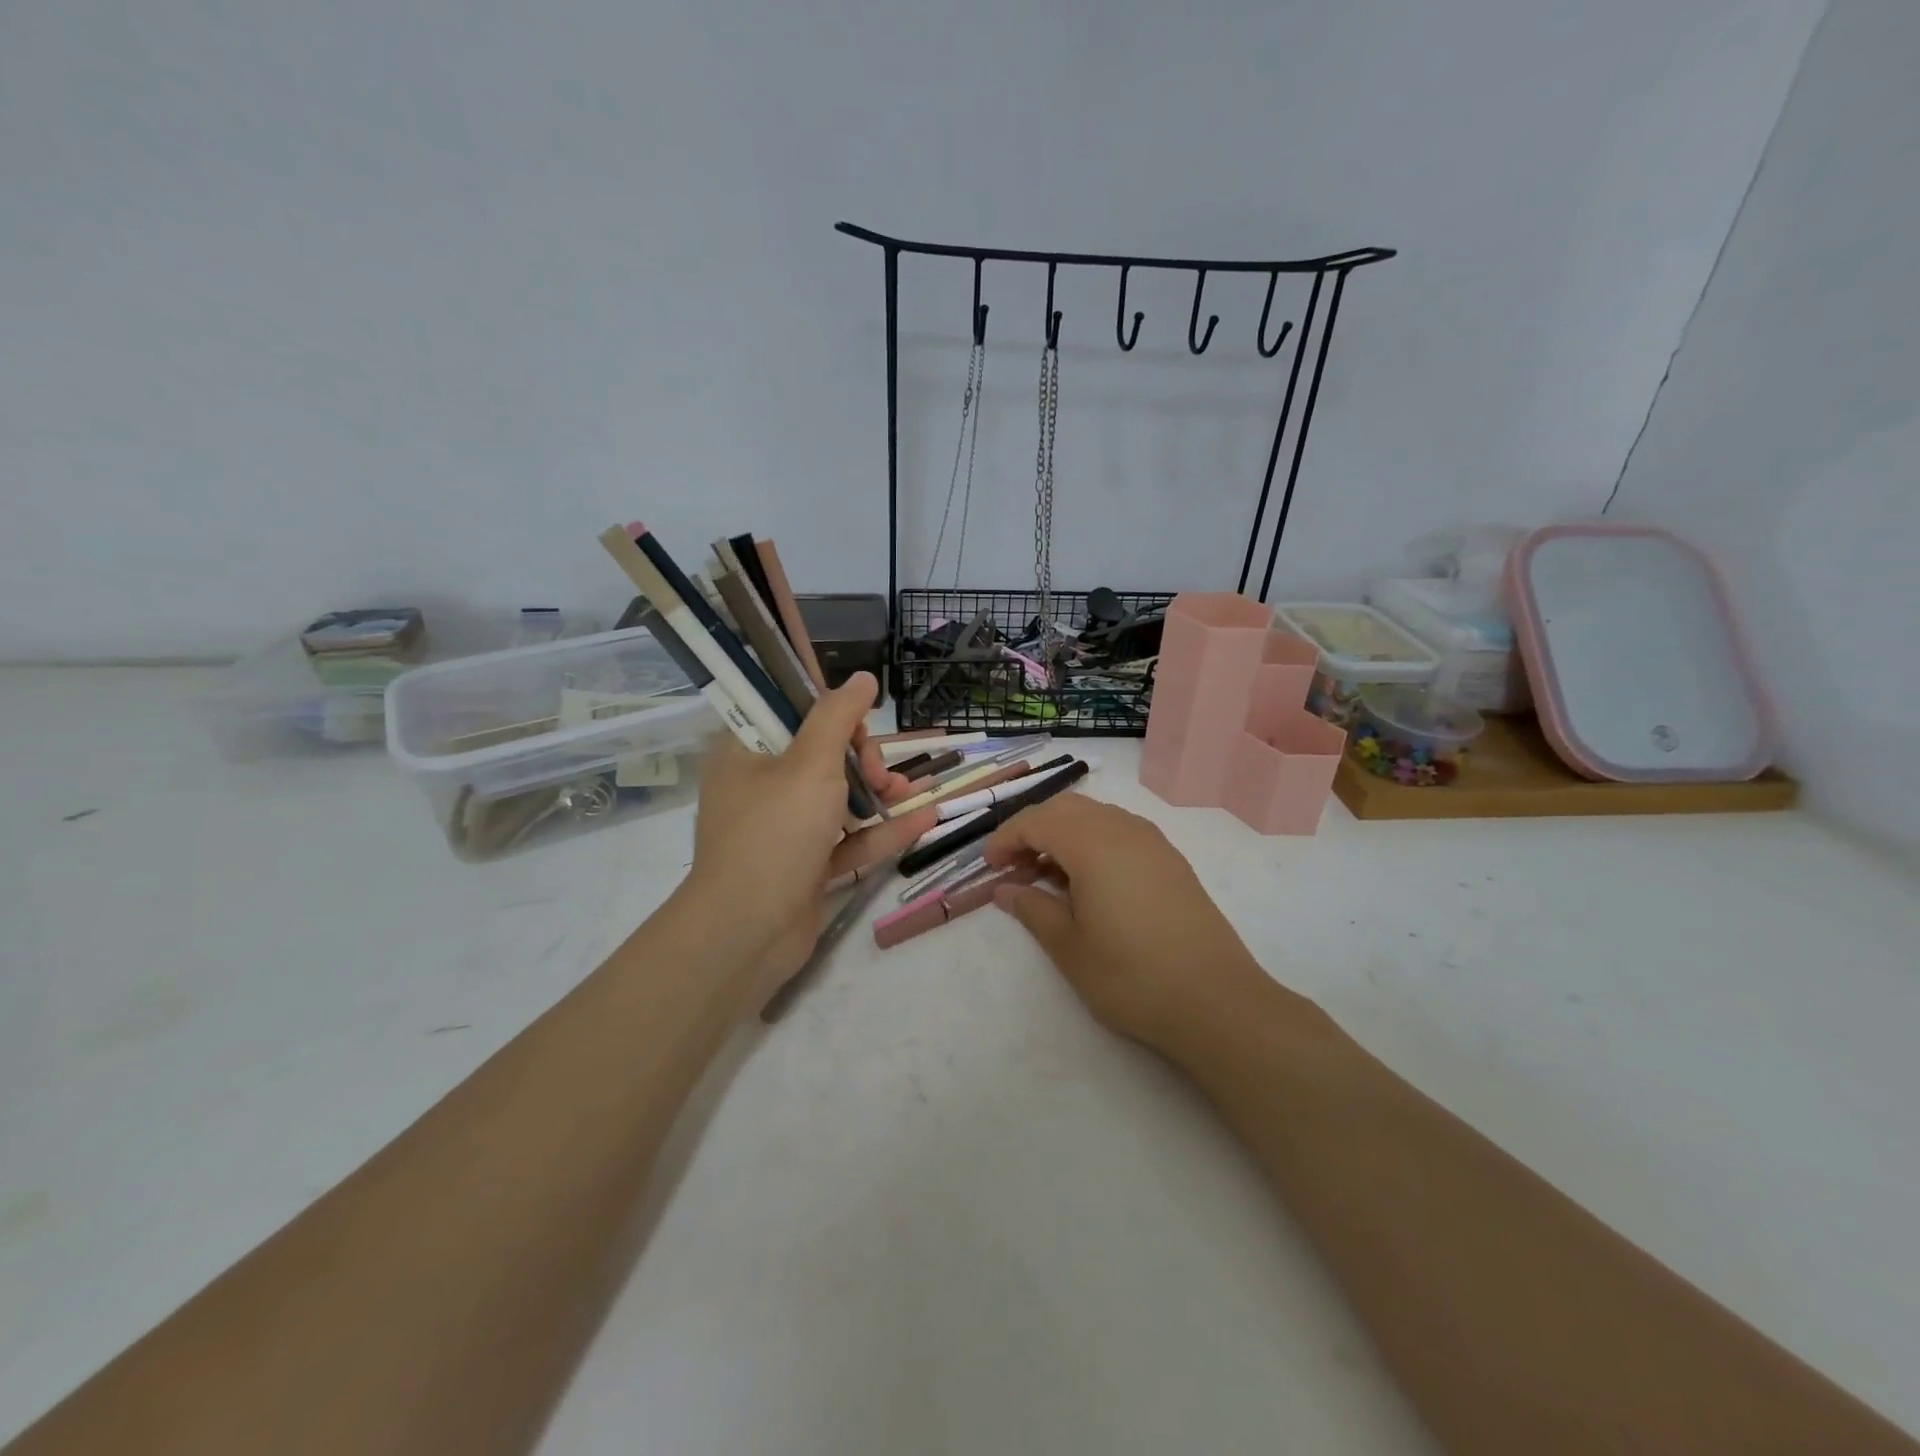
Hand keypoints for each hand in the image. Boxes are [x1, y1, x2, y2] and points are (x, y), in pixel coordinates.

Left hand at [682, 673, 935, 1010]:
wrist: (747, 933)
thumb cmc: (775, 833)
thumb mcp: (810, 764)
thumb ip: (838, 716)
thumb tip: (862, 677)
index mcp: (745, 751)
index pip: (787, 710)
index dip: (828, 709)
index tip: (860, 721)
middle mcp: (760, 785)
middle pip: (820, 752)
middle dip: (861, 757)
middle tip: (879, 773)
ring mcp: (782, 828)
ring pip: (837, 796)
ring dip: (877, 792)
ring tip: (909, 794)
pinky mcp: (804, 864)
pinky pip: (847, 838)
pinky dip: (880, 830)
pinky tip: (925, 820)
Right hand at [980, 795, 1268, 1048]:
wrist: (1215, 1000)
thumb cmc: (1131, 975)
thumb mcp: (1069, 947)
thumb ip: (1032, 909)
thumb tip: (1005, 890)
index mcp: (1092, 843)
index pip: (1036, 820)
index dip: (1006, 838)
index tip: (989, 866)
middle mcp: (1123, 828)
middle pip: (1065, 808)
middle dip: (1032, 829)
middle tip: (1013, 867)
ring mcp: (1152, 841)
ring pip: (1095, 815)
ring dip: (1063, 833)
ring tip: (1047, 874)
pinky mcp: (1170, 859)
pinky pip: (1120, 830)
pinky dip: (1092, 841)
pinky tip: (1089, 879)